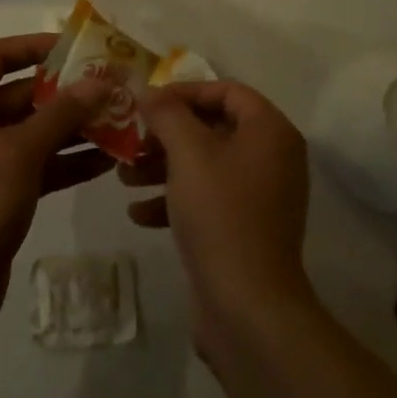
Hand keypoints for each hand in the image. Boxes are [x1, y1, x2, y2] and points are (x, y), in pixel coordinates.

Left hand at [0, 35, 113, 340]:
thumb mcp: (20, 152)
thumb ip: (62, 113)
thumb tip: (100, 80)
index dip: (35, 46)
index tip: (77, 47)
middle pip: (19, 93)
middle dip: (65, 92)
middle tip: (111, 87)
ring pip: (31, 131)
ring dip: (72, 127)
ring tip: (119, 120)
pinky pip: (35, 163)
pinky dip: (65, 160)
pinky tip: (106, 160)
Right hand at [123, 82, 316, 355]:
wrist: (248, 307)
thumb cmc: (220, 214)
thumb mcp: (188, 152)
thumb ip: (166, 113)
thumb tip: (148, 90)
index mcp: (270, 131)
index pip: (226, 90)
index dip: (184, 91)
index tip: (147, 103)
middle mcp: (272, 157)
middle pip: (213, 127)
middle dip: (167, 134)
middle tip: (132, 140)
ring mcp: (260, 196)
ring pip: (205, 164)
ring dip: (163, 166)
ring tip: (124, 176)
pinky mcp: (245, 229)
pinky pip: (208, 199)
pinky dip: (175, 199)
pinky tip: (139, 212)